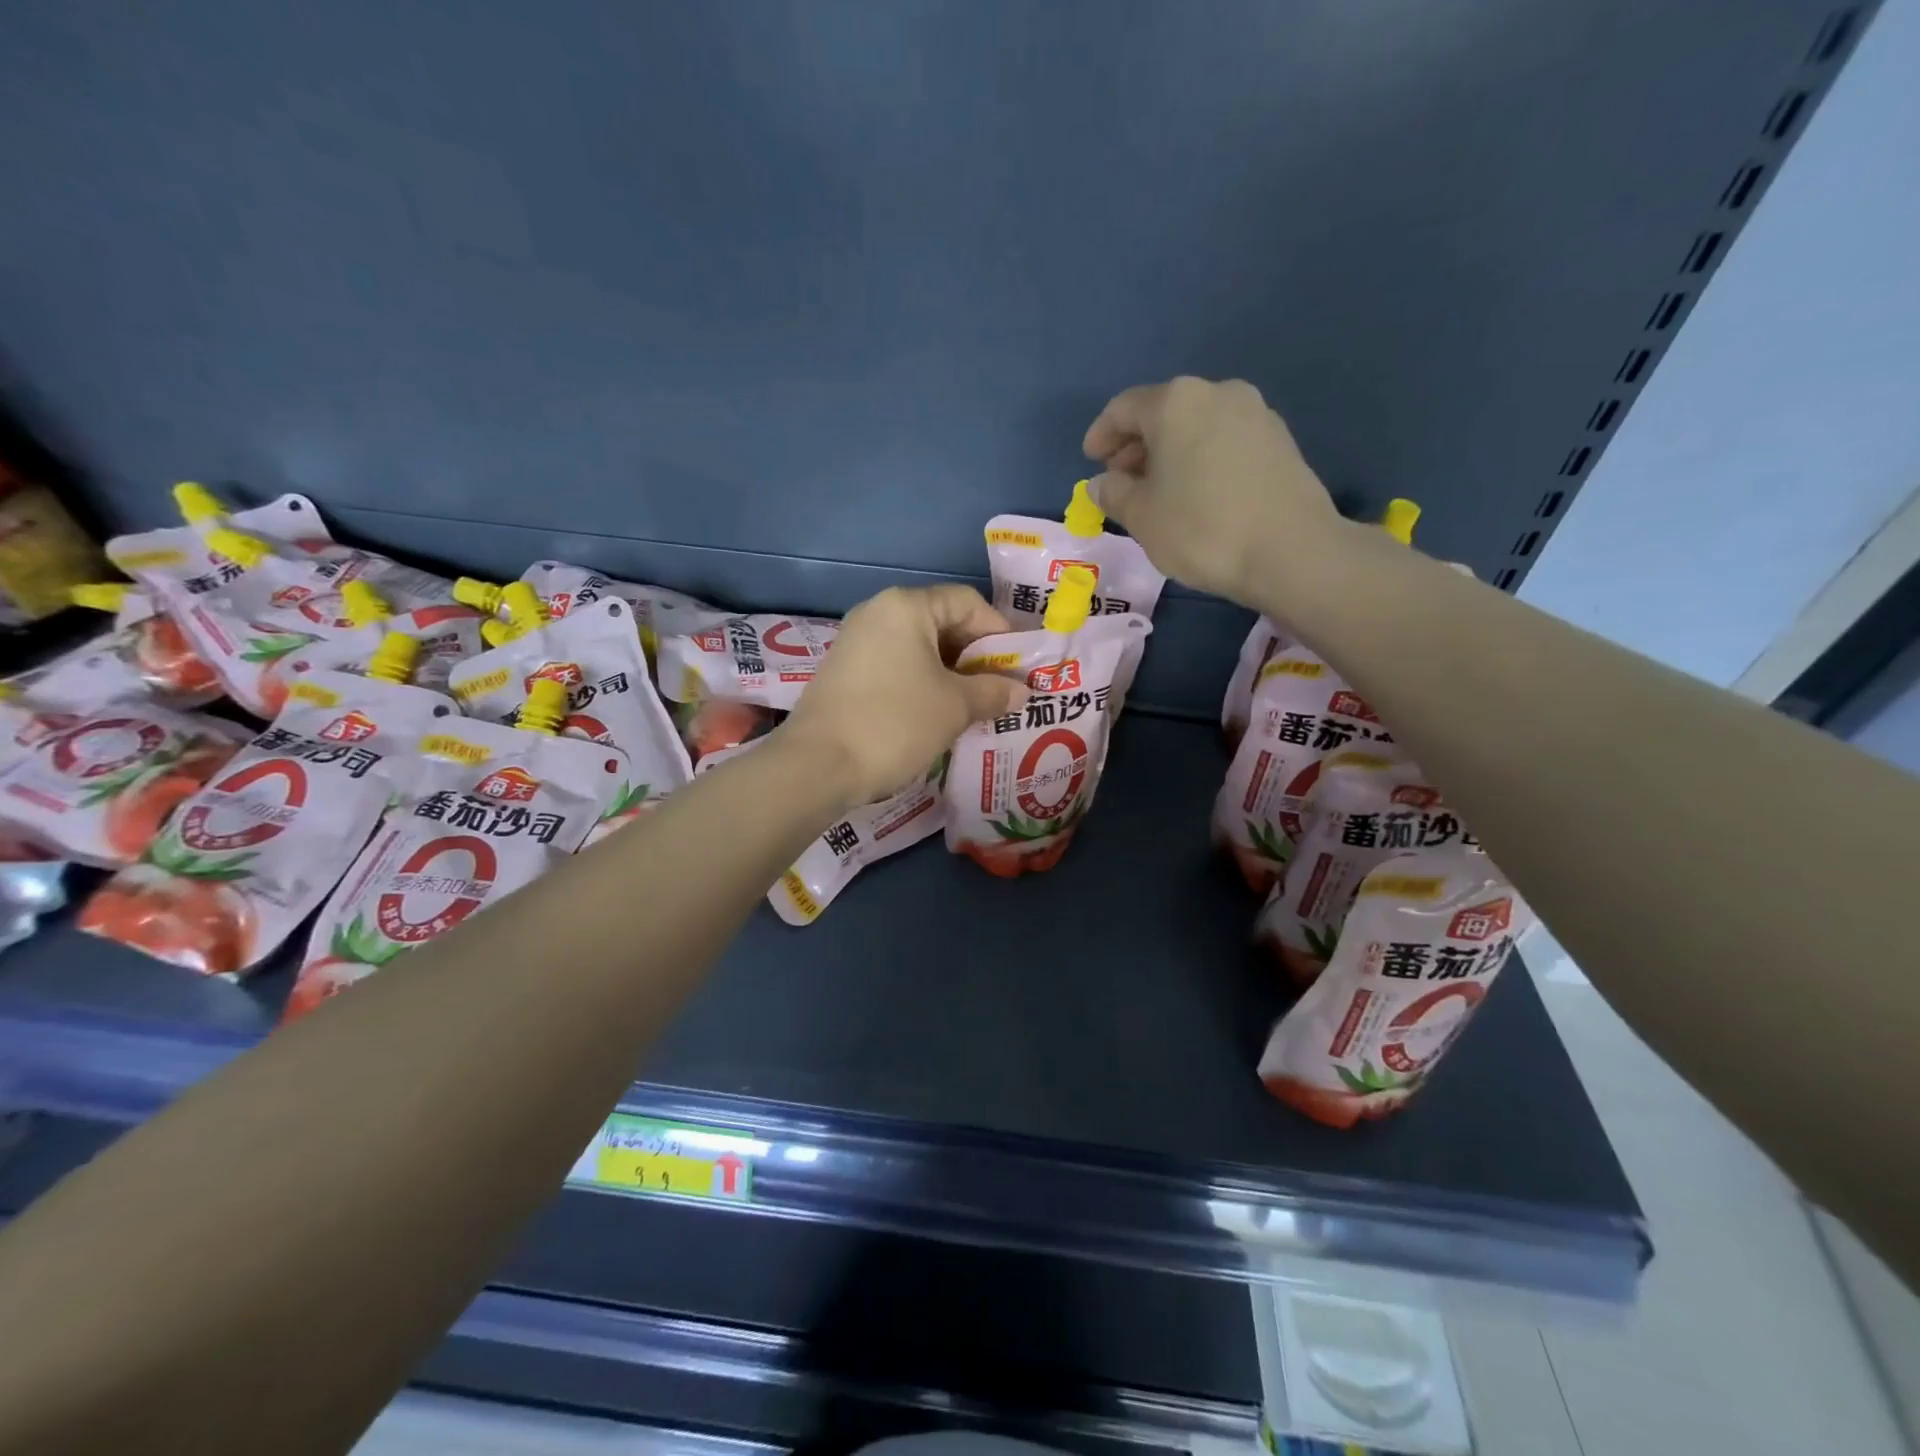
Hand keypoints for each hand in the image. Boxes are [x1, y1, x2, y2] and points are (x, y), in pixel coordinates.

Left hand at [781, 585, 1024, 804]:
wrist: (818, 766)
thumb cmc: (895, 723)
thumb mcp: (955, 707)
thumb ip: (993, 692)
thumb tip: (1021, 691)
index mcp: (906, 606)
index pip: (967, 602)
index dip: (998, 632)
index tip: (1016, 669)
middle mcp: (877, 613)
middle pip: (941, 622)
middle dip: (975, 656)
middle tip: (998, 690)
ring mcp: (855, 642)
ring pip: (918, 648)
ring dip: (950, 674)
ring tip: (972, 707)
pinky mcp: (844, 672)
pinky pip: (895, 666)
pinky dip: (921, 683)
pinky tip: (935, 715)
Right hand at [1082, 376, 1346, 607]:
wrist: (1290, 551)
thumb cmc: (1201, 528)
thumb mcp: (1141, 516)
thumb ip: (1113, 493)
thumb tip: (1101, 483)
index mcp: (1175, 402)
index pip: (1123, 408)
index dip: (1101, 435)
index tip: (1091, 462)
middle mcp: (1217, 393)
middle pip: (1163, 412)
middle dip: (1136, 446)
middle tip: (1121, 481)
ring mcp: (1255, 413)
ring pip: (1195, 427)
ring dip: (1169, 454)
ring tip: (1158, 492)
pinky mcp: (1279, 440)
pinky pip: (1223, 441)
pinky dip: (1200, 459)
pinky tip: (1195, 494)